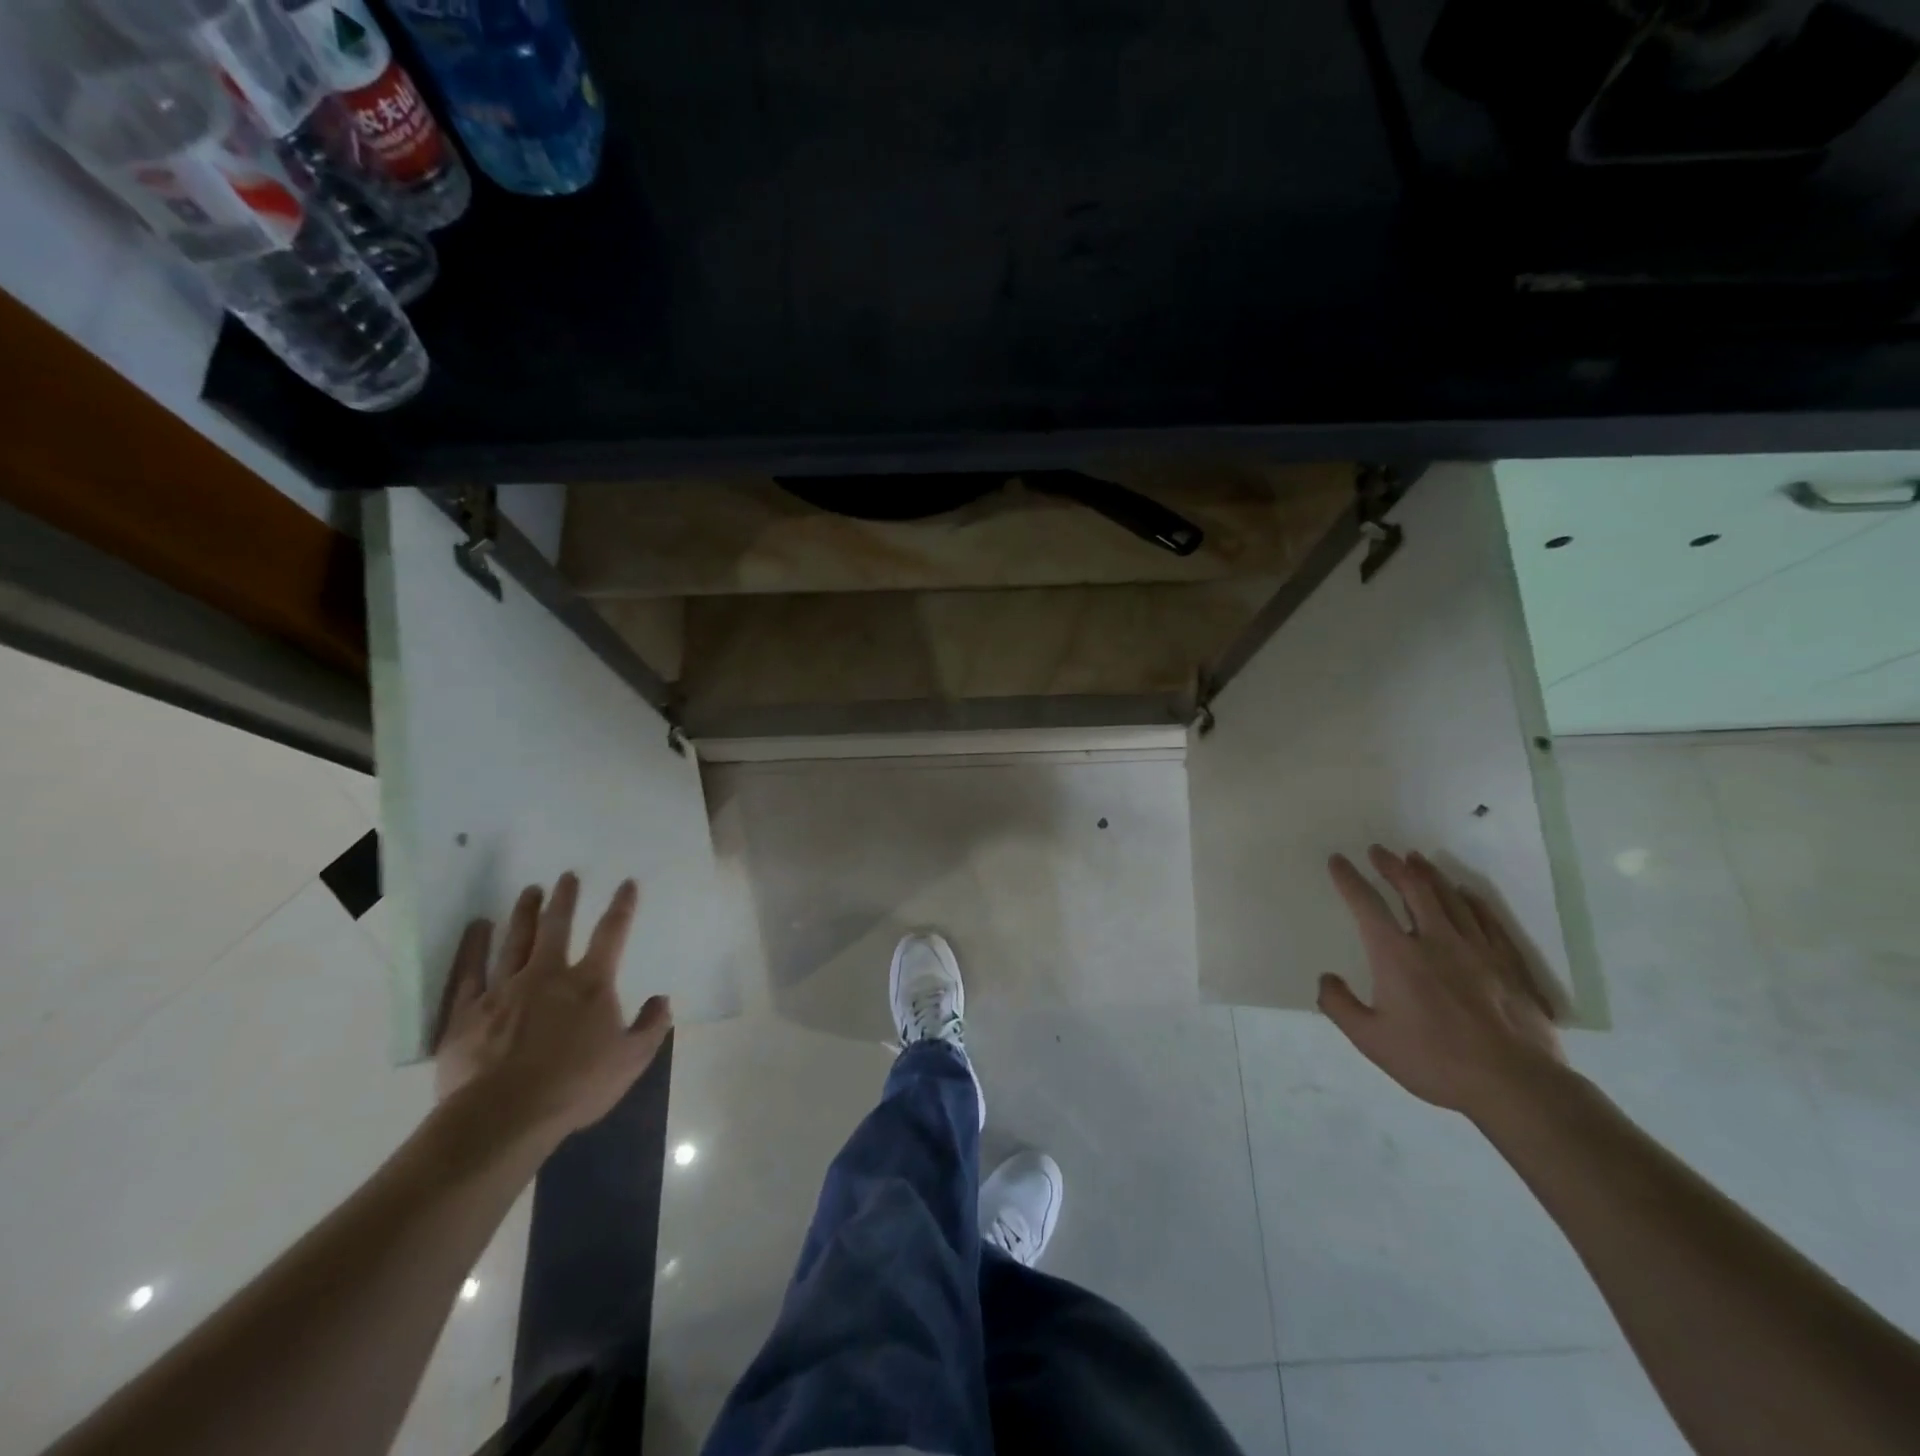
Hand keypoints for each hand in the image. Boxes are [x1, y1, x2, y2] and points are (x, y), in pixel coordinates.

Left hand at [433, 873, 671, 1148]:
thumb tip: (662, 1000)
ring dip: (524, 913)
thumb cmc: (575, 1086)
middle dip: (564, 899)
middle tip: (567, 877)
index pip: (612, 934)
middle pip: (557, 927)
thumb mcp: (631, 1060)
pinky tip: (477, 927)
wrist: (505, 1115)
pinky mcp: (468, 1012)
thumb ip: (650, 1027)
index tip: (626, 884)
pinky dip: (473, 946)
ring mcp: (504, 990)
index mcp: (590, 984)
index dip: (622, 907)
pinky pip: (470, 971)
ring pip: (515, 941)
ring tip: (529, 891)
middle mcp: (547, 975)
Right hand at [1320, 846, 1563, 1117]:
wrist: (1514, 1084)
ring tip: (1416, 859)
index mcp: (1396, 954)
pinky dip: (1472, 901)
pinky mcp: (1508, 964)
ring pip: (1450, 898)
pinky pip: (1487, 920)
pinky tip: (1466, 893)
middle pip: (1412, 889)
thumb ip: (1340, 1005)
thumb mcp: (1370, 1040)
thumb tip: (1326, 979)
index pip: (1366, 904)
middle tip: (1379, 851)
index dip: (1348, 879)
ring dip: (1429, 875)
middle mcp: (1434, 940)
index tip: (1338, 860)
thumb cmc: (1434, 1060)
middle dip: (1392, 866)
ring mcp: (1476, 949)